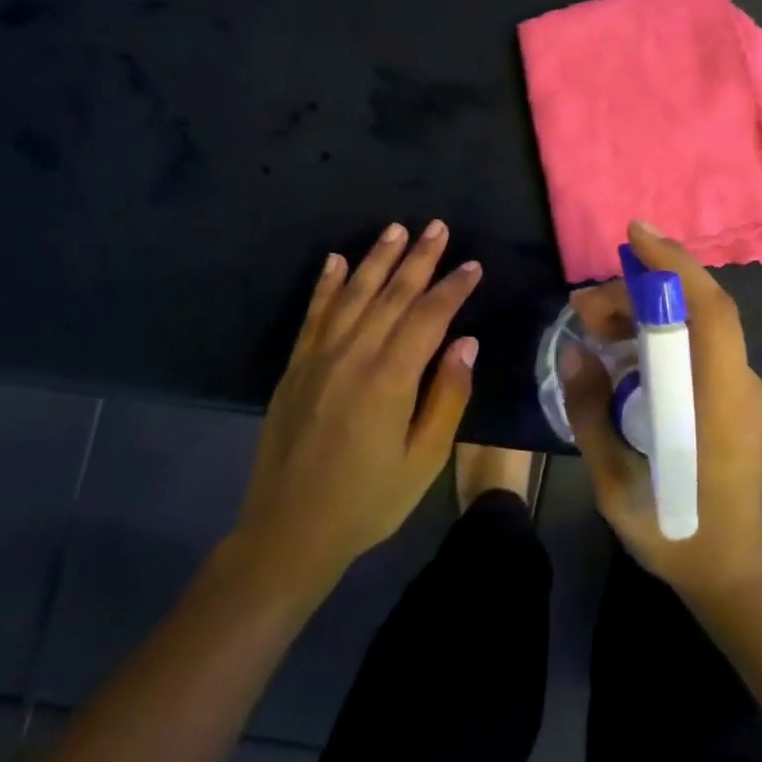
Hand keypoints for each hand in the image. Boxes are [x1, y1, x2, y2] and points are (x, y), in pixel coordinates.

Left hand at [225, 221, 481, 604]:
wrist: (288, 533)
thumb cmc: (368, 501)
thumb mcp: (424, 459)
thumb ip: (447, 397)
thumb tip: (466, 342)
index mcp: (389, 380)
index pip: (428, 317)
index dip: (453, 288)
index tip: (473, 265)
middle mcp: (352, 357)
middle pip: (391, 295)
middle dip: (418, 258)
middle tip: (438, 227)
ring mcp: (318, 360)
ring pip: (352, 296)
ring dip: (376, 259)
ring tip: (396, 230)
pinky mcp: (295, 369)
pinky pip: (313, 316)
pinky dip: (326, 285)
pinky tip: (336, 261)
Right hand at [564, 220, 761, 610]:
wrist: (736, 573)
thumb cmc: (675, 535)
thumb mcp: (614, 483)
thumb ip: (591, 413)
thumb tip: (575, 352)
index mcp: (719, 406)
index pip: (710, 313)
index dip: (675, 266)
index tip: (634, 234)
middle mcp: (743, 387)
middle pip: (699, 312)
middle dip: (641, 293)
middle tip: (583, 307)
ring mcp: (747, 392)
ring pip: (699, 329)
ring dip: (648, 315)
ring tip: (594, 327)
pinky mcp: (740, 399)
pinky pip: (701, 352)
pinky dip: (662, 339)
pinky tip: (624, 354)